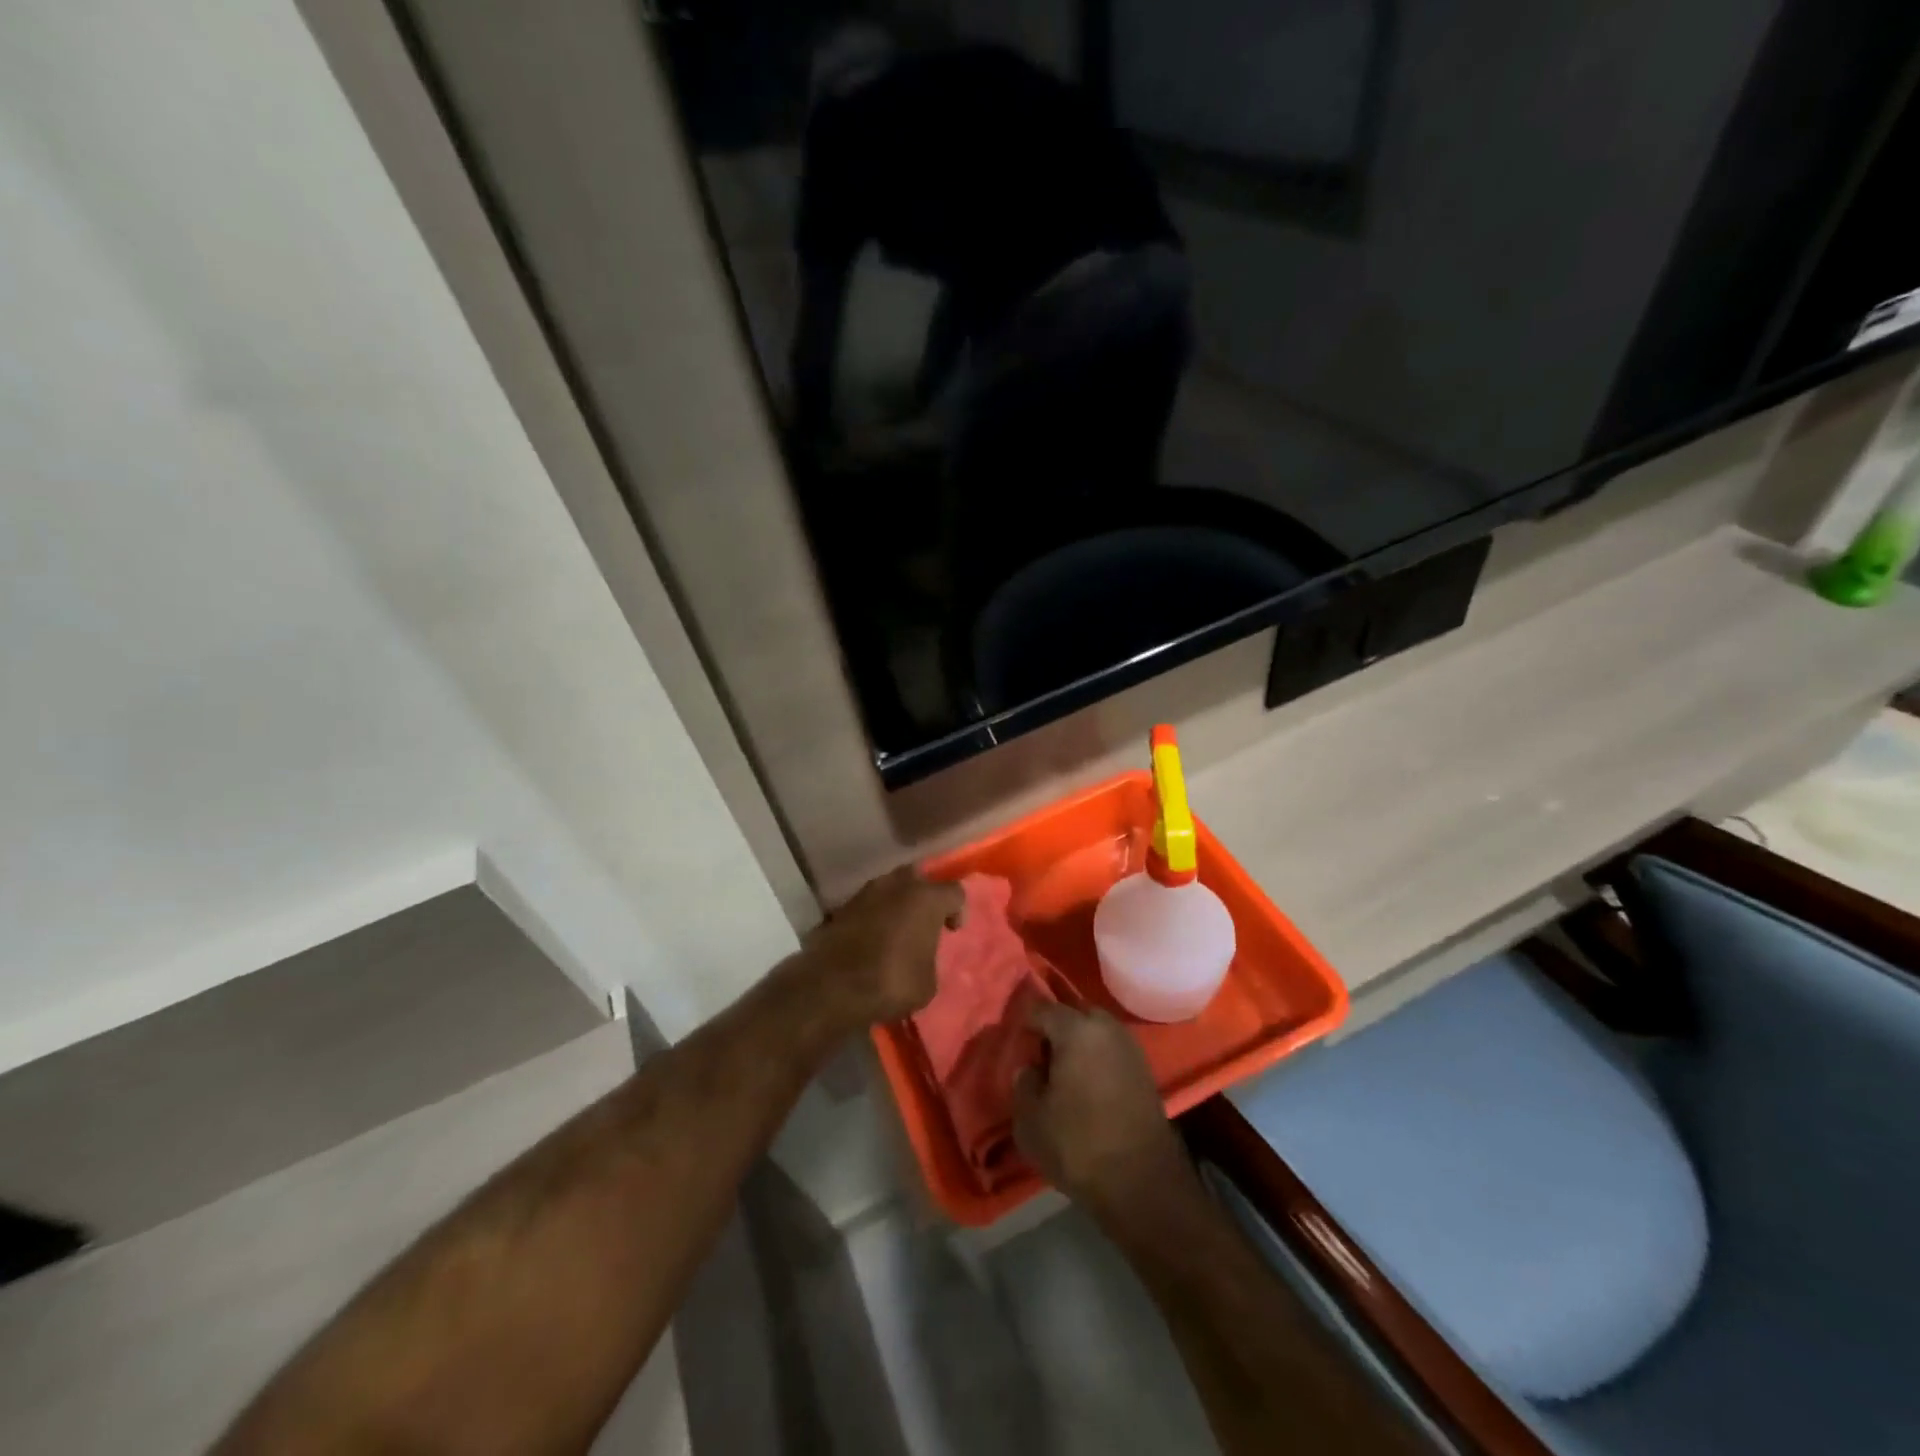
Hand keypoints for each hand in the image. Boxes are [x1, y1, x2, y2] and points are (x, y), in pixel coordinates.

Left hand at [797, 867, 963, 1027]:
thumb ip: (929, 958)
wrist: (832, 986)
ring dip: (896, 904)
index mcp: (926, 899)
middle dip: (923, 896)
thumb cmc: (892, 981)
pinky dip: (873, 916)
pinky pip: (867, 905)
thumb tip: (920, 956)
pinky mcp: (841, 907)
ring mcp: (866, 893)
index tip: (951, 931)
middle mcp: (897, 885)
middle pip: (918, 878)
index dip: (958, 910)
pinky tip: (872, 938)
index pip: (954, 891)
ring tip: (896, 930)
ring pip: (889, 888)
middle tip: (924, 921)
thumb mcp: (927, 982)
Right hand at [1013, 1004, 1193, 1218]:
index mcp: (1076, 1029)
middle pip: (1072, 1014)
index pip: (1041, 1008)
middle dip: (1054, 1029)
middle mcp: (1106, 1027)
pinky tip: (1085, 1086)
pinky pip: (1111, 1050)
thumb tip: (1030, 1068)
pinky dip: (1096, 1059)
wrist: (1142, 1184)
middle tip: (1038, 1057)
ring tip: (1061, 1073)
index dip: (1023, 1024)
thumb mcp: (1030, 1120)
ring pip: (1094, 1031)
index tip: (1014, 1044)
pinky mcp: (1145, 1070)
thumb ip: (1024, 1083)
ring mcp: (1130, 1047)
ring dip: (1077, 1044)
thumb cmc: (1078, 1145)